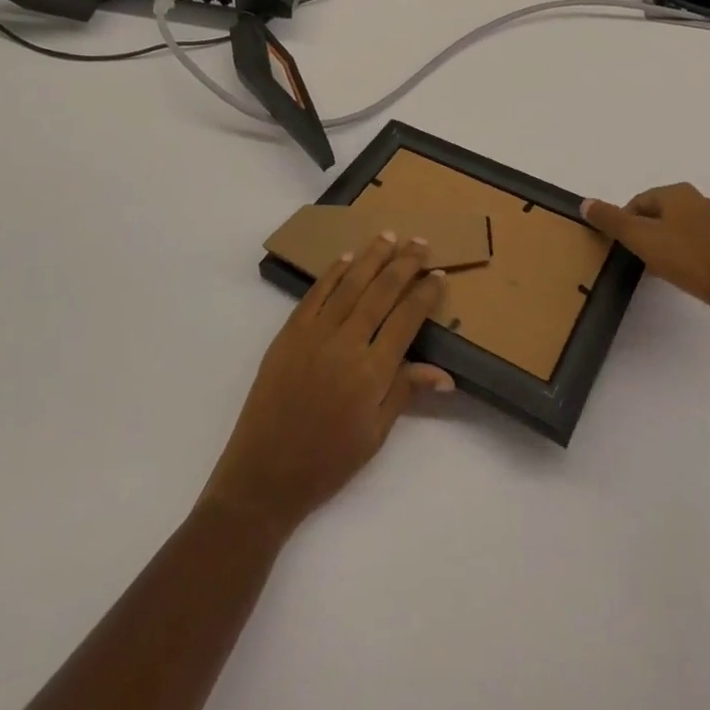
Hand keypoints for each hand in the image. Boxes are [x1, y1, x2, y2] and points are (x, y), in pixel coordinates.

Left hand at [201, 234, 453, 539]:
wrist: (265, 474)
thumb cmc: (327, 462)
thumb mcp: (375, 435)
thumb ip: (405, 393)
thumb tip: (445, 374)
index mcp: (372, 372)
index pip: (406, 319)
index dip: (424, 294)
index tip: (438, 274)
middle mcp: (346, 344)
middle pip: (381, 292)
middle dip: (404, 264)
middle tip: (420, 242)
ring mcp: (315, 334)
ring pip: (350, 284)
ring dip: (372, 257)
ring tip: (389, 235)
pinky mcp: (289, 333)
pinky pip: (315, 294)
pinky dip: (333, 273)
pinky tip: (347, 258)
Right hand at [583, 184, 709, 318]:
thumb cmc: (687, 258)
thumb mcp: (641, 238)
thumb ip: (612, 221)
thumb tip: (585, 203)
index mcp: (677, 192)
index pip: (638, 202)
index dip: (626, 224)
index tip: (624, 248)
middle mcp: (700, 199)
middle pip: (659, 213)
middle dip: (646, 233)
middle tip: (640, 259)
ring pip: (679, 228)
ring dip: (666, 244)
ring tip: (661, 269)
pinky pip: (699, 242)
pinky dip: (686, 253)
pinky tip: (685, 273)